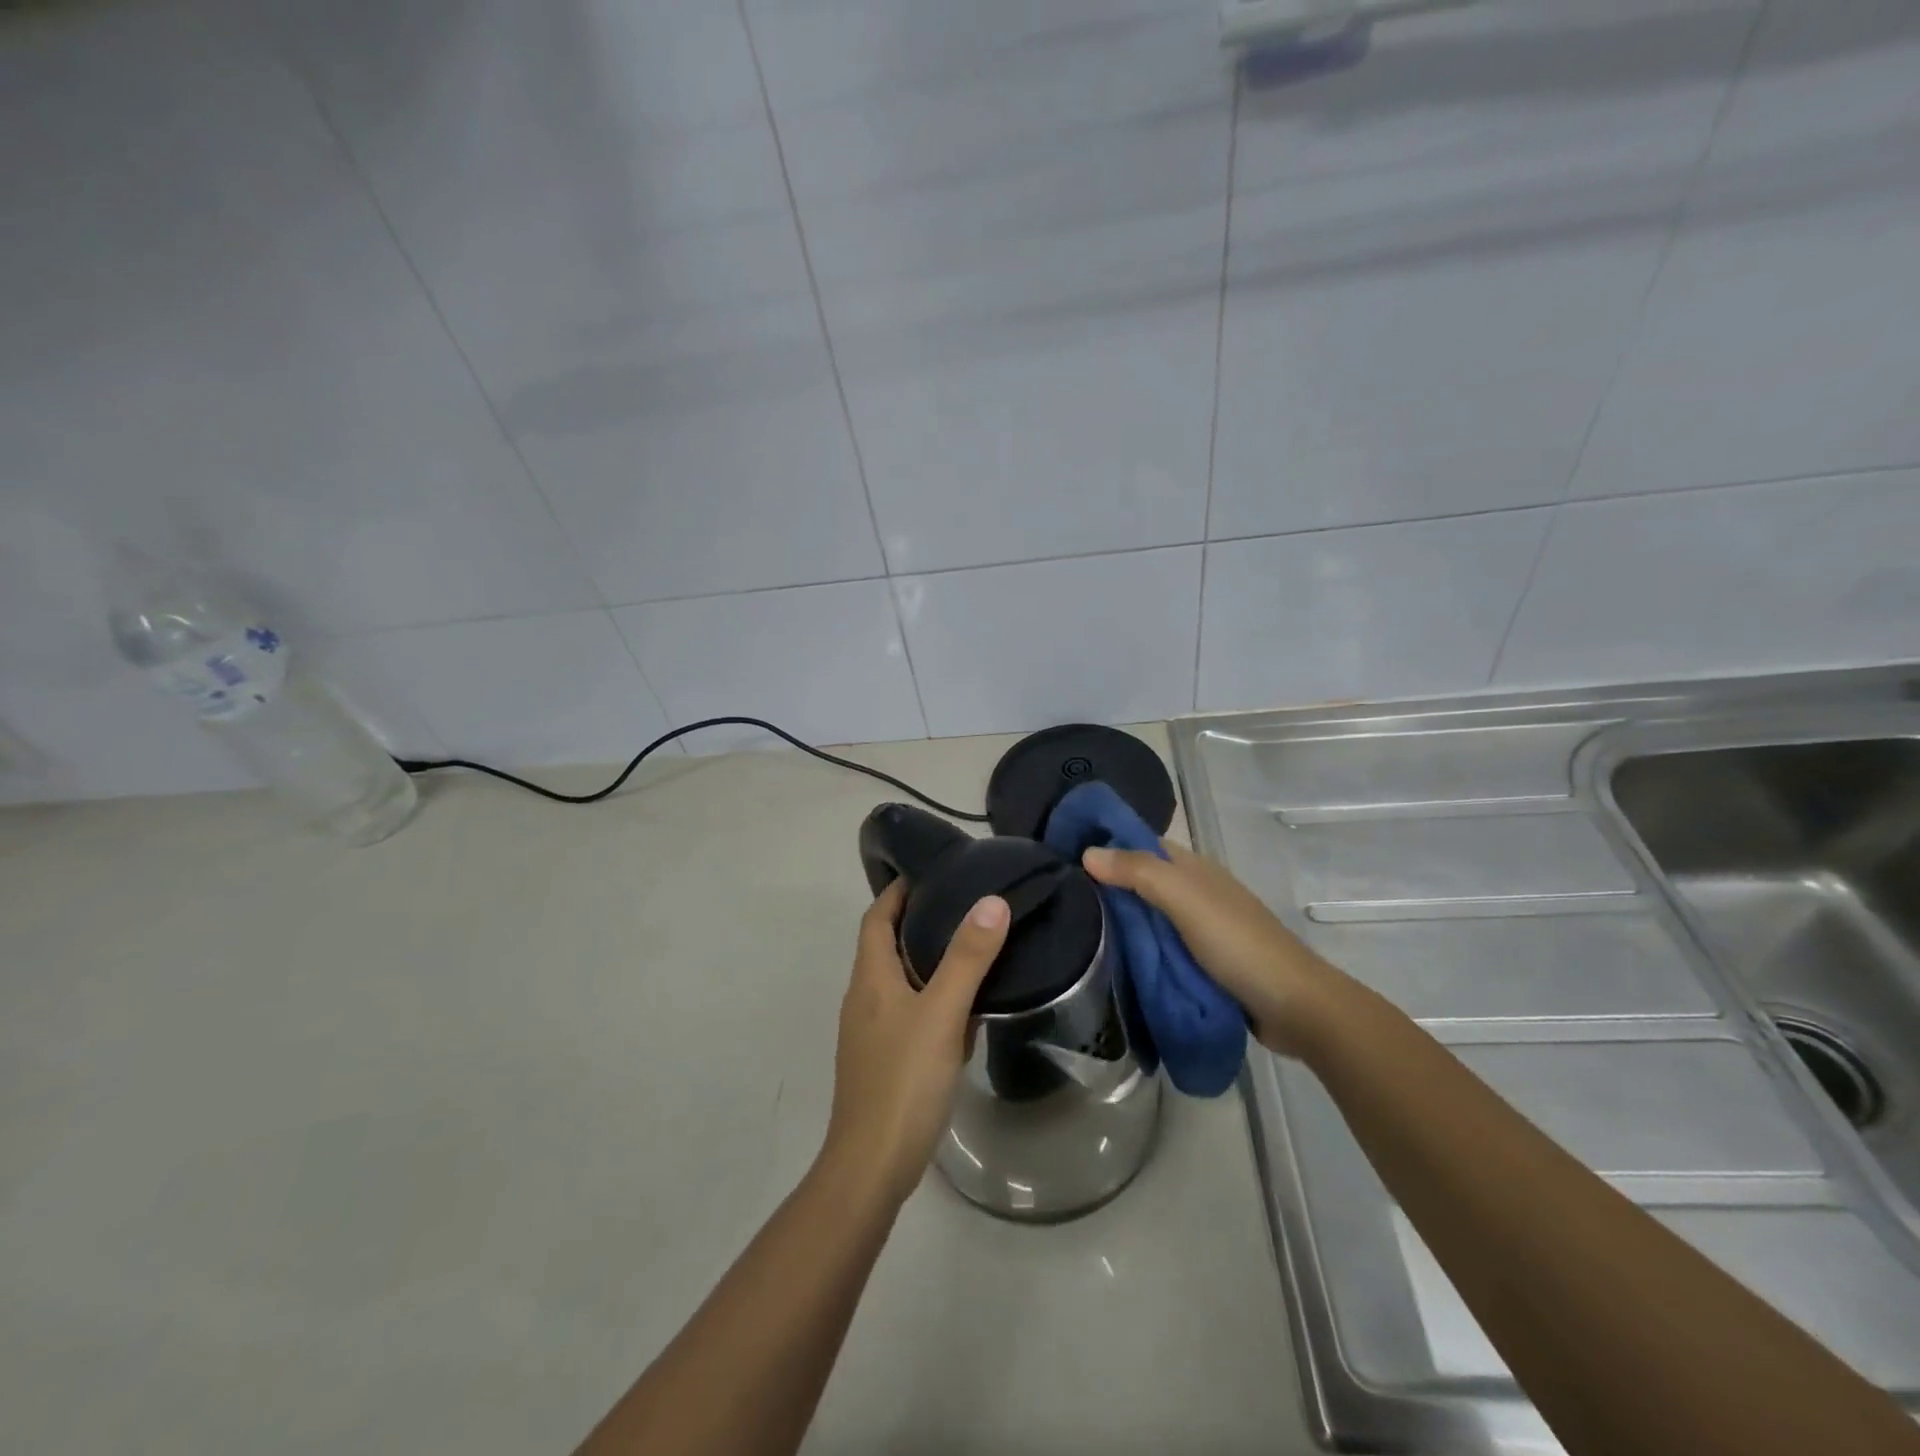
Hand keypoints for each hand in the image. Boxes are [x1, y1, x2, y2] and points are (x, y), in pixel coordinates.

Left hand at [820, 880, 1010, 1205]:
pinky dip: (933, 1000)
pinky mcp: (884, 1060)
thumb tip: (991, 901)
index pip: (876, 917)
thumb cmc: (903, 1080)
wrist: (872, 1165)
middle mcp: (864, 998)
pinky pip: (910, 1014)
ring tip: (971, 948)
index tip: (931, 872)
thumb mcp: (941, 1013)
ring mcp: (871, 1032)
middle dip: (918, 921)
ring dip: (927, 961)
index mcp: (870, 978)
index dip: (897, 891)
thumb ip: (967, 958)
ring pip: (899, 981)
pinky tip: (965, 1012)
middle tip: (963, 904)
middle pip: (886, 946)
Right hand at [1081, 841, 1342, 1057]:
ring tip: (1071, 930)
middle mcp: (1193, 892)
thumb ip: (1138, 873)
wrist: (1295, 1007)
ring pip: (1147, 917)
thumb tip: (1087, 852)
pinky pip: (1158, 948)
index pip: (1139, 844)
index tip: (1061, 856)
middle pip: (1140, 881)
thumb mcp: (1185, 900)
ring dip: (1118, 921)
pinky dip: (1136, 950)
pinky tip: (1107, 959)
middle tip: (1057, 899)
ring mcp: (1198, 929)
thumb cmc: (1238, 943)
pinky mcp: (1200, 962)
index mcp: (1192, 869)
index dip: (1105, 844)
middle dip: (1104, 886)